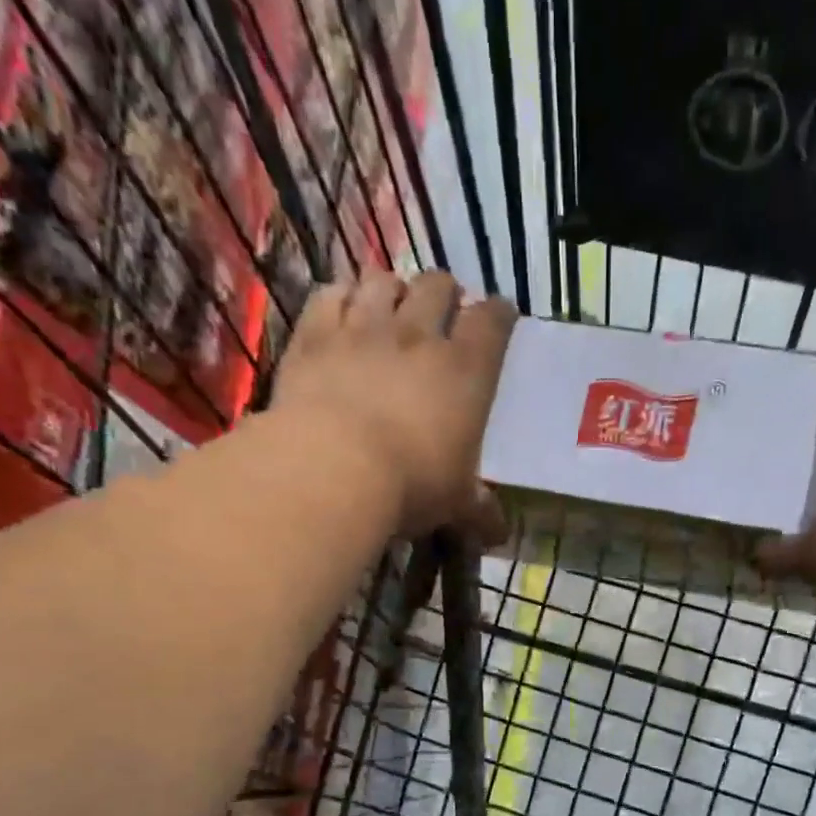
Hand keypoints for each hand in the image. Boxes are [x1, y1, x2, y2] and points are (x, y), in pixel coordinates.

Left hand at [272, 271, 516, 538]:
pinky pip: (330, 294)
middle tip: (441, 313)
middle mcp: (418, 335)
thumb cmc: (410, 485)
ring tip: (389, 308)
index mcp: (466, 372)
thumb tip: (500, 535)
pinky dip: (340, 297)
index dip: (499, 314)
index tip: (500, 317)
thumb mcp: (455, 504)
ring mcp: (364, 328)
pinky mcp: (315, 333)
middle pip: (438, 286)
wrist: (333, 467)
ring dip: (391, 289)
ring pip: (383, 280)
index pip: (492, 322)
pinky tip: (342, 312)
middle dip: (444, 293)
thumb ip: (480, 511)